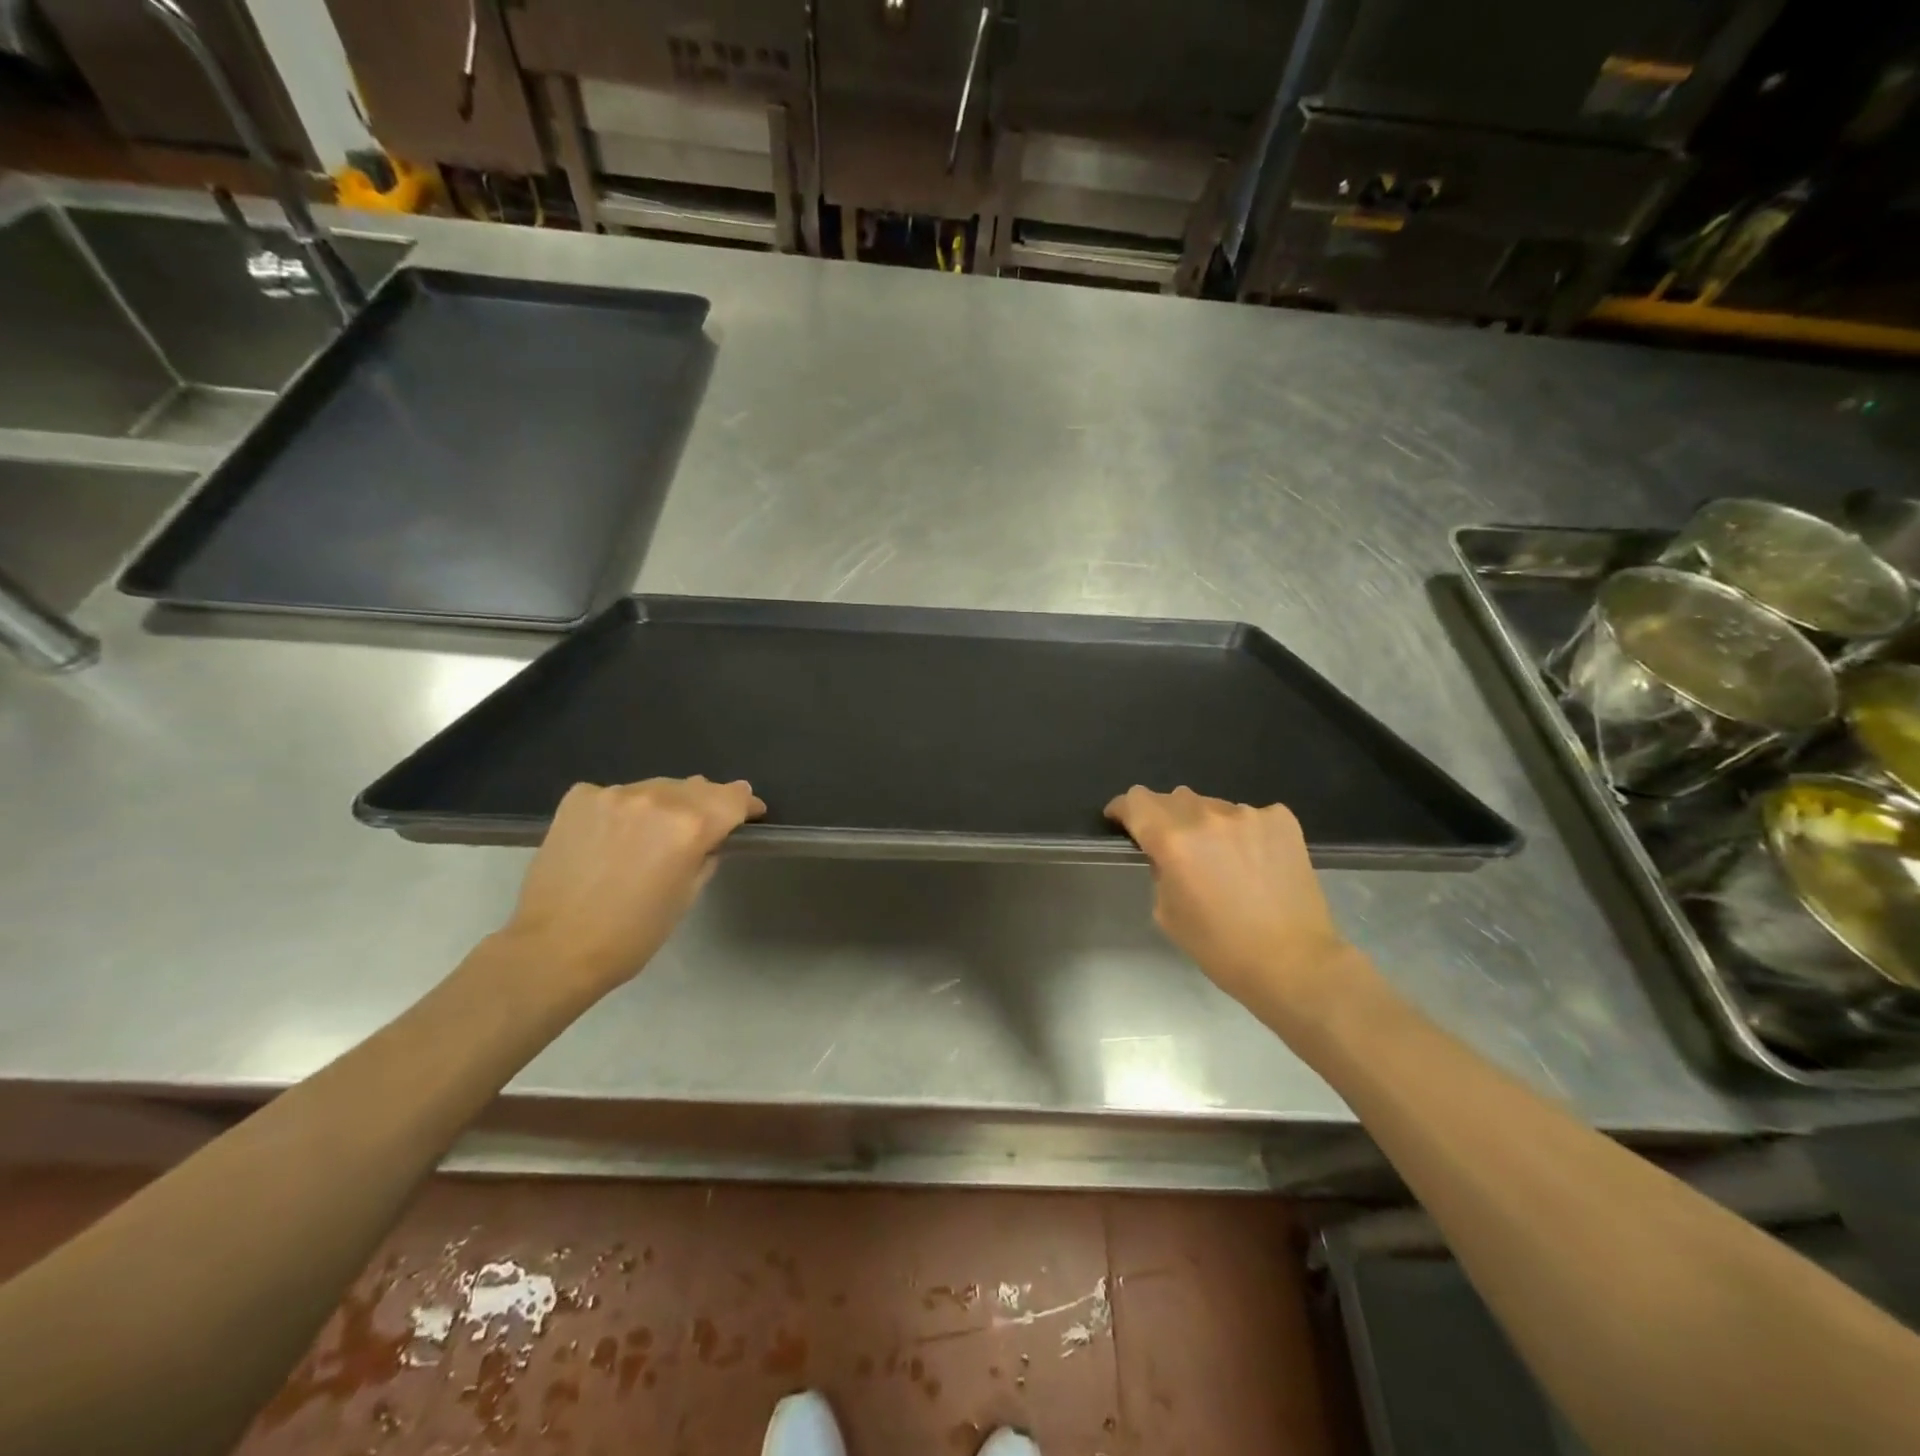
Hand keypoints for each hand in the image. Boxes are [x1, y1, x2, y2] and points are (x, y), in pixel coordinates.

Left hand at [496, 777, 764, 997]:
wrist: (554, 948)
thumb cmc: (633, 933)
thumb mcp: (688, 895)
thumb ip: (707, 854)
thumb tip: (712, 835)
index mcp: (691, 825)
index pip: (734, 797)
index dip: (747, 804)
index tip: (751, 813)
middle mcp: (657, 798)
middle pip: (697, 787)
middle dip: (708, 803)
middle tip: (704, 826)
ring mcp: (614, 793)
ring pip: (656, 788)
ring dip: (665, 804)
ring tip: (654, 832)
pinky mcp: (580, 797)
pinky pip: (617, 794)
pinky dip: (625, 809)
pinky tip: (615, 835)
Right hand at [1105, 786, 1362, 1016]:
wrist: (1294, 962)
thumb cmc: (1220, 947)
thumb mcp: (1167, 912)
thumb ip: (1160, 870)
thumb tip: (1167, 853)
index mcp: (1172, 840)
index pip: (1136, 801)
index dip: (1123, 809)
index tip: (1122, 821)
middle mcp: (1207, 817)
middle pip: (1174, 798)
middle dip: (1165, 817)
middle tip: (1175, 847)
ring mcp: (1248, 814)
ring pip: (1213, 806)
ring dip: (1207, 825)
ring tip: (1222, 858)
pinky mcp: (1281, 820)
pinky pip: (1250, 815)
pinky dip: (1243, 831)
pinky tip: (1255, 861)